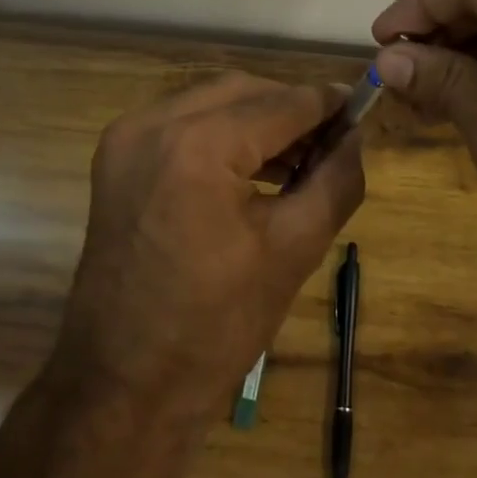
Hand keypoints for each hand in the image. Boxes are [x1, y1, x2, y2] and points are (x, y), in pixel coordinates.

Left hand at [49, 72, 365, 420]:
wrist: (123, 385)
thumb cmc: (216, 327)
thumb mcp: (294, 250)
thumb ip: (336, 180)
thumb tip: (355, 136)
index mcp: (197, 146)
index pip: (282, 103)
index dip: (327, 105)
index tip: (360, 113)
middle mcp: (153, 124)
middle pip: (243, 91)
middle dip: (291, 109)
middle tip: (331, 141)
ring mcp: (126, 138)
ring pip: (211, 101)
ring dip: (257, 120)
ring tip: (299, 158)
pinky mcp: (116, 157)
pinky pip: (181, 123)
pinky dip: (221, 133)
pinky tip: (253, 167)